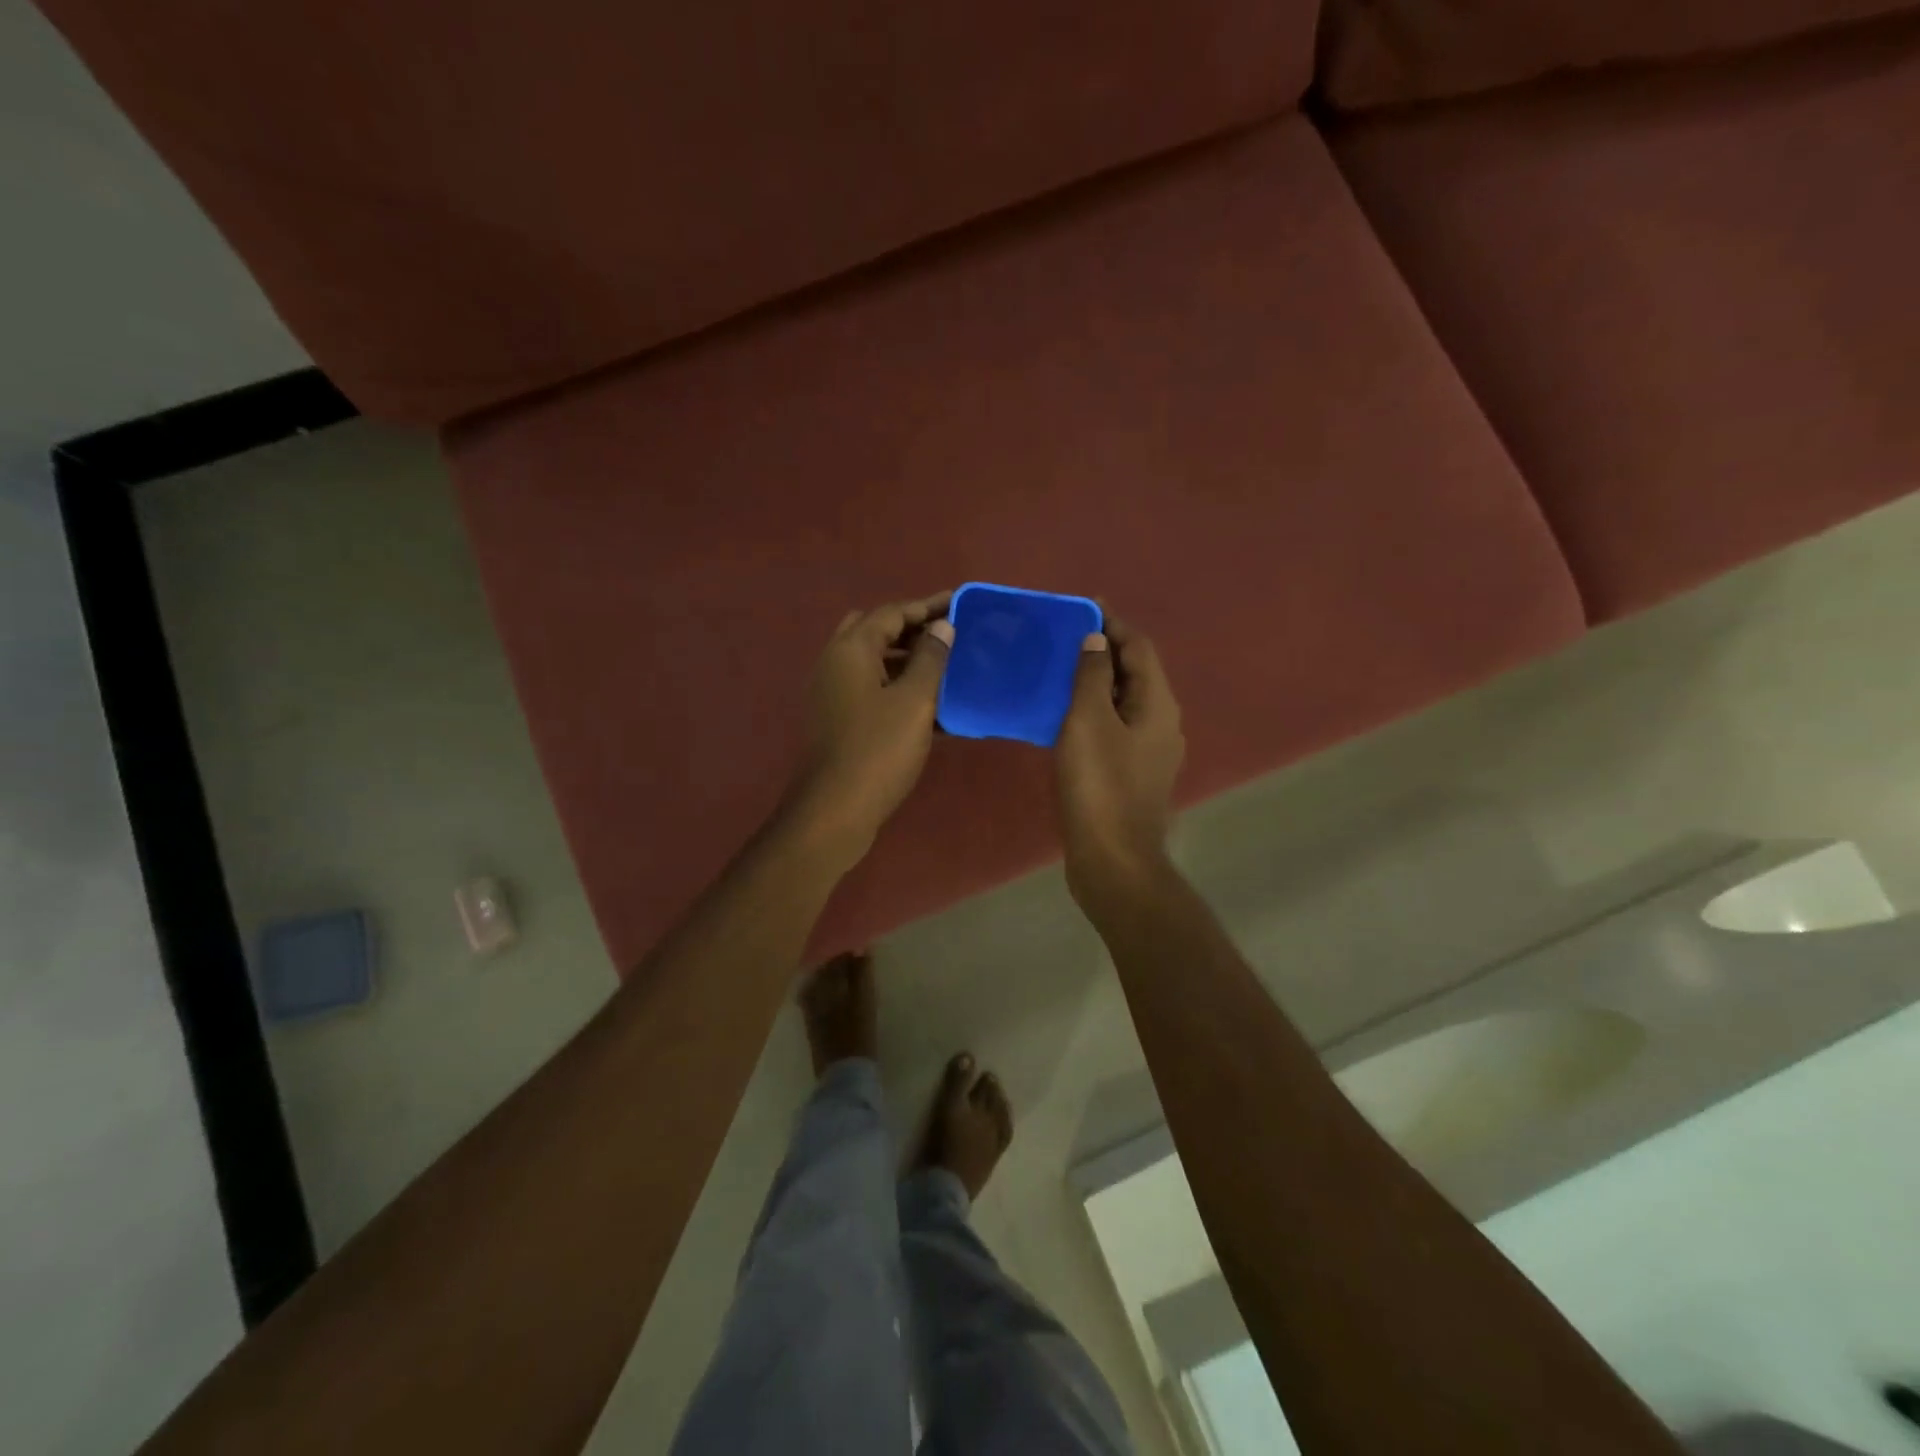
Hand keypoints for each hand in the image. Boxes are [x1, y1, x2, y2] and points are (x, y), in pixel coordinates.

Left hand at [789, 592, 953, 864]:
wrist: (835, 811)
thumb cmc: (878, 750)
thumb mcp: (913, 701)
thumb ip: (930, 658)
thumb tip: (942, 626)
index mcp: (851, 650)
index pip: (892, 612)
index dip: (928, 606)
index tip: (961, 604)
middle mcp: (835, 664)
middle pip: (877, 632)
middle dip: (913, 629)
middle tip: (949, 634)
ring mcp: (833, 694)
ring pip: (874, 663)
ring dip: (908, 661)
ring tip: (948, 667)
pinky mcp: (839, 721)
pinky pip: (873, 692)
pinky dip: (899, 689)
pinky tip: (932, 706)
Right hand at [1055, 613, 1184, 908]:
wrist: (1113, 859)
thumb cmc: (1099, 785)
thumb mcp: (1089, 721)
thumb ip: (1093, 676)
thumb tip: (1096, 641)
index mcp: (1158, 703)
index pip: (1139, 646)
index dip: (1112, 623)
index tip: (1081, 606)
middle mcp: (1163, 721)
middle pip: (1135, 672)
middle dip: (1103, 650)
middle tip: (1063, 638)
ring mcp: (1151, 750)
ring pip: (1125, 701)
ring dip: (1097, 681)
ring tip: (1059, 670)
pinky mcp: (1134, 773)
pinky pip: (1116, 727)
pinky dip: (1094, 712)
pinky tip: (1064, 716)